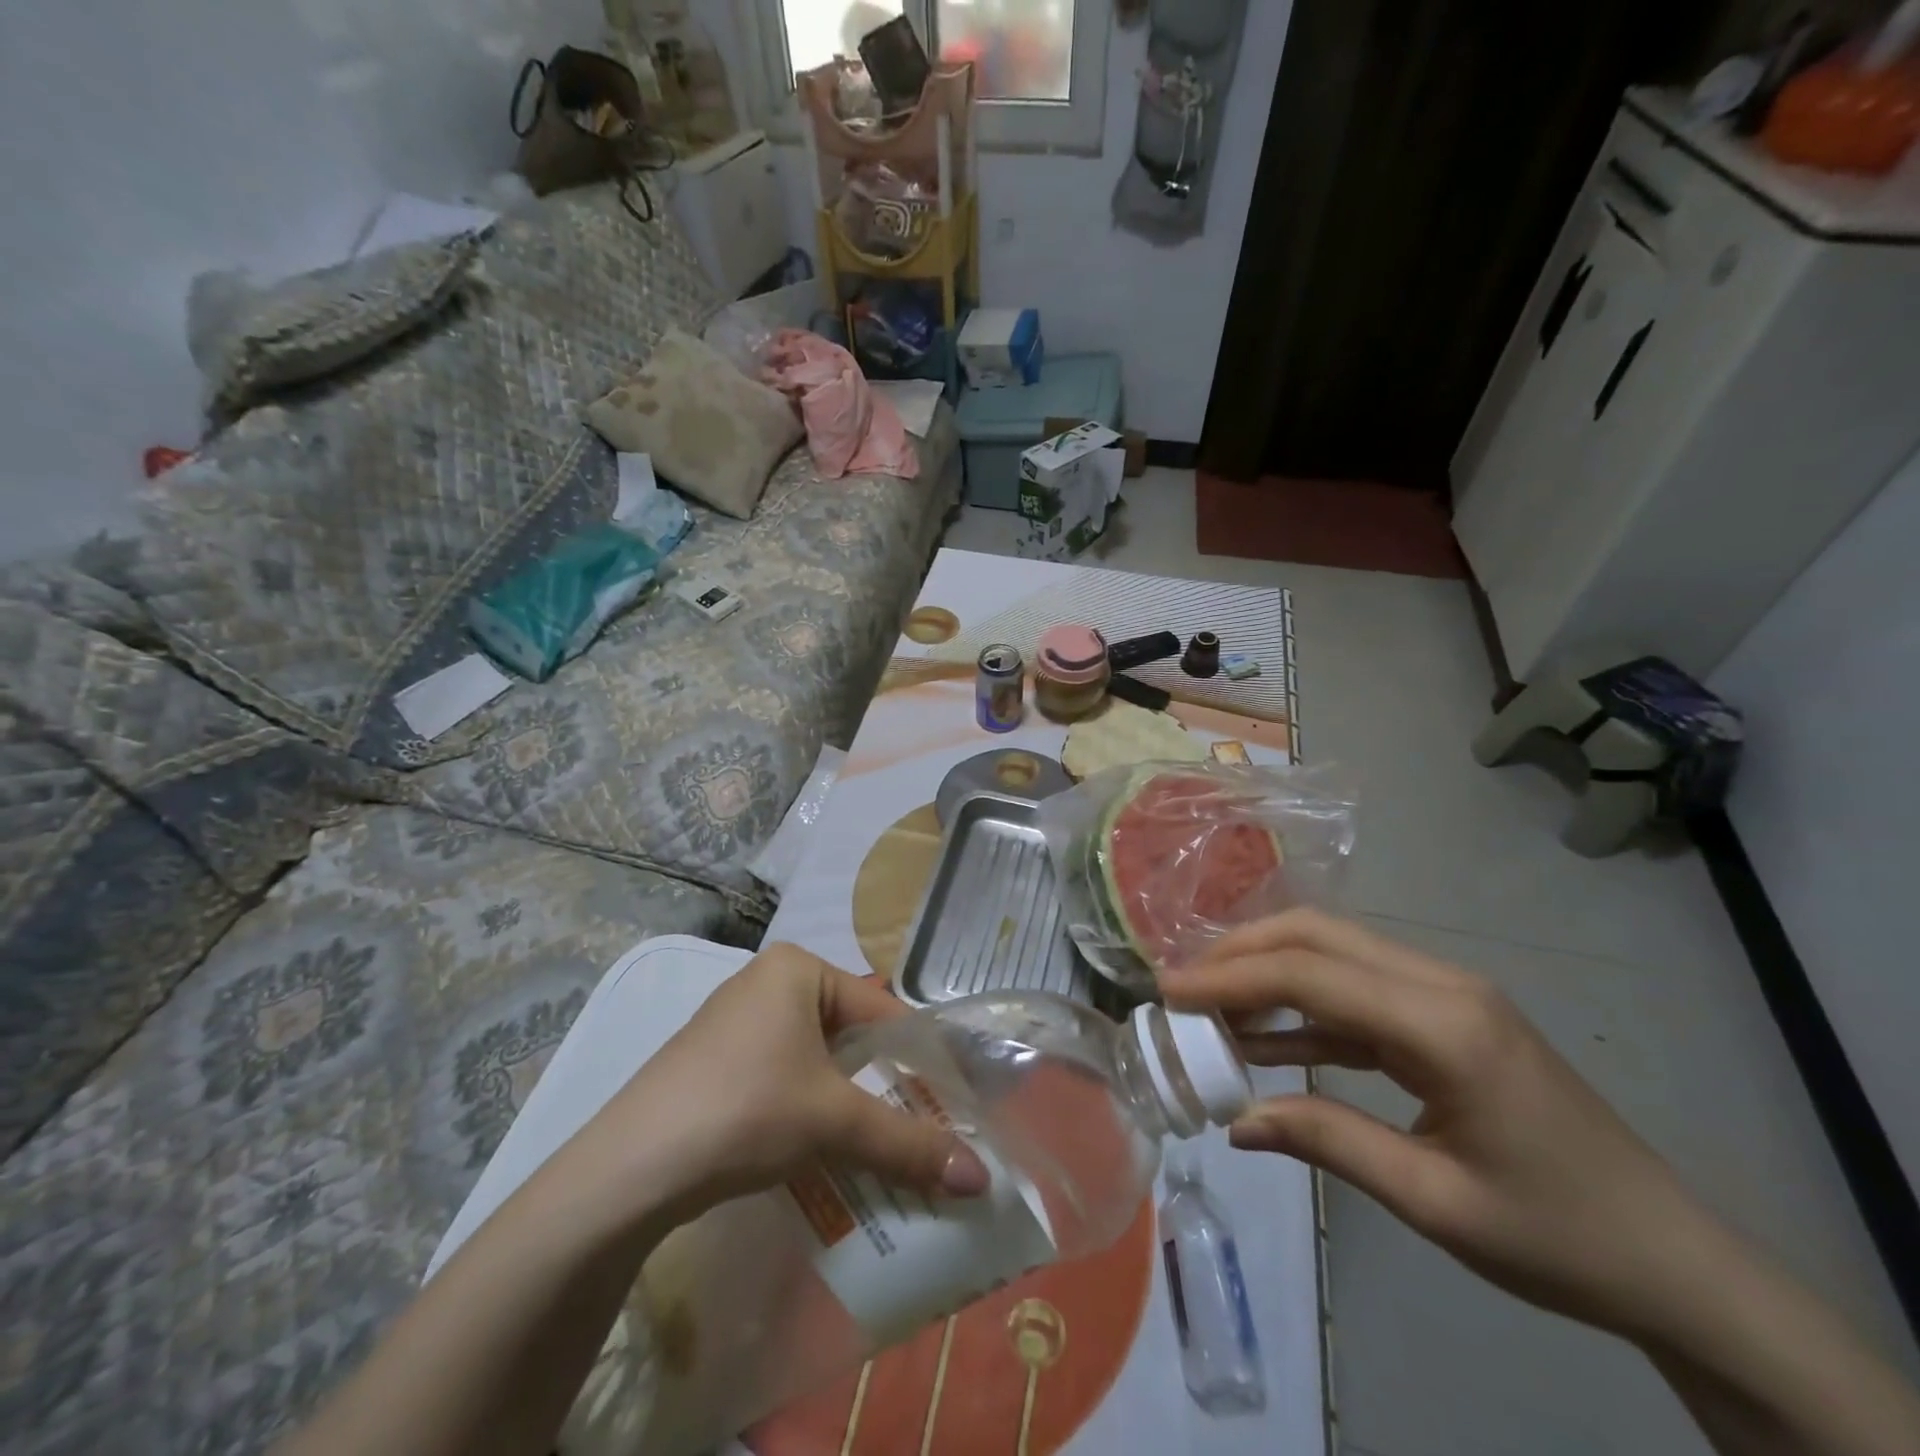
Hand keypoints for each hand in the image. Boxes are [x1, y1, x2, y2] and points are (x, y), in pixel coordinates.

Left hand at [583, 942, 988, 1226]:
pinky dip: (810, 1108)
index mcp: (798, 968)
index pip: (882, 1011)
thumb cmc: (746, 1110)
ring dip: (849, 1103)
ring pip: (817, 1059)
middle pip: (850, 1035)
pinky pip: (784, 1075)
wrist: (629, 1169)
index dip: (921, 1060)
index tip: (954, 1105)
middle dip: (885, 1085)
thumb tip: (982, 1179)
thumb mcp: (834, 1121)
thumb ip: (908, 1144)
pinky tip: (823, 1150)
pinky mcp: (716, 1060)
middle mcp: (768, 982)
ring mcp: (737, 1021)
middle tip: (924, 1131)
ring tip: (883, 1147)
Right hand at [1159, 909, 1708, 1339]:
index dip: (1231, 978)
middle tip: (1180, 986)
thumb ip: (1328, 1141)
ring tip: (1208, 1007)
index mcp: (1444, 1026)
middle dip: (1240, 953)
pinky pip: (1356, 994)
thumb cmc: (1559, 1238)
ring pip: (1333, 953)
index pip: (1311, 974)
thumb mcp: (1434, 1202)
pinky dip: (1302, 1007)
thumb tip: (1237, 1121)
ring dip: (1266, 971)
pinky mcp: (1444, 1018)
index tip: (1168, 991)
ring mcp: (1446, 996)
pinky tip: (1262, 1038)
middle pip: (1318, 937)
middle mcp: (1442, 987)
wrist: (1675, 1263)